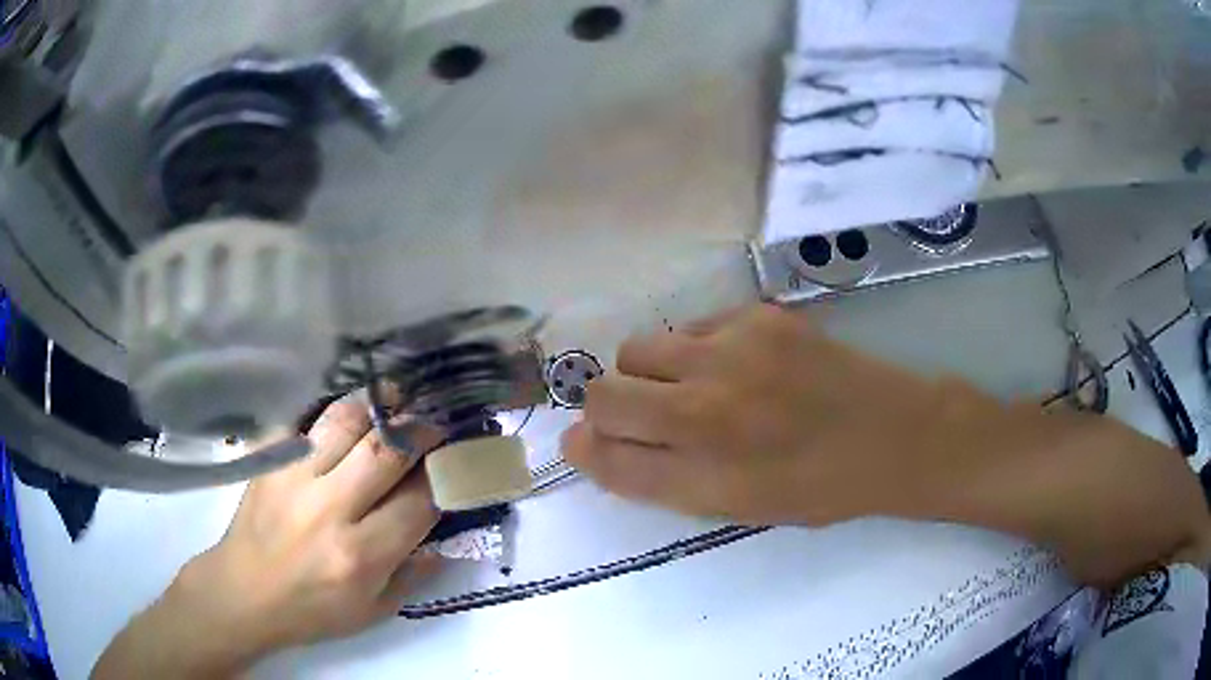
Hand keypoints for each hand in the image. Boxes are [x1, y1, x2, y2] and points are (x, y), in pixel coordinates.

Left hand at [93, 396, 443, 678]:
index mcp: (360, 555)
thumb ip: (414, 576)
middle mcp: (329, 510)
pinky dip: (334, 413)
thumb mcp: (373, 611)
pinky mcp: (269, 462)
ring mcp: (294, 478)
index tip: (454, 464)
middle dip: (419, 431)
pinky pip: (306, 422)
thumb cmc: (312, 610)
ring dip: (377, 406)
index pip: (417, 503)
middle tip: (433, 423)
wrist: (244, 591)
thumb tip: (445, 541)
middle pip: (384, 451)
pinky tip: (348, 413)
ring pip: (343, 422)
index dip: (442, 478)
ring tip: (395, 399)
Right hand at [562, 304, 969, 524]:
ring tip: (689, 386)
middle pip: (604, 396)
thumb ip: (660, 479)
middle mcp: (708, 412)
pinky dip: (692, 350)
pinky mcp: (757, 315)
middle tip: (645, 417)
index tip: (588, 444)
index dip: (586, 450)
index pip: (605, 458)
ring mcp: (732, 353)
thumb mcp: (734, 507)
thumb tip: (596, 444)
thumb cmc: (814, 487)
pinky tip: (731, 365)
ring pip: (637, 349)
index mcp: (704, 476)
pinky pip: (688, 327)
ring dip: (645, 373)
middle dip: (607, 409)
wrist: (890, 434)